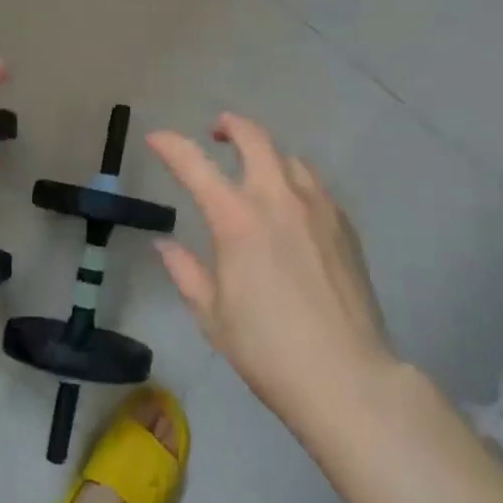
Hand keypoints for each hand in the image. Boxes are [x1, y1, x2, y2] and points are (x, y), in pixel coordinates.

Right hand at [147, 114, 392, 428]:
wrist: (346, 376)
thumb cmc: (267, 349)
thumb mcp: (212, 315)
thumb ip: (186, 271)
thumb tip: (164, 244)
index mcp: (236, 219)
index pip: (195, 165)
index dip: (170, 145)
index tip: (156, 138)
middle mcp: (278, 199)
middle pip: (255, 138)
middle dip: (231, 126)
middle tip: (217, 133)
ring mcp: (317, 208)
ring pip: (290, 159)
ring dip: (267, 156)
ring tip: (257, 174)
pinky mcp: (345, 225)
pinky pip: (315, 187)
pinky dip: (295, 183)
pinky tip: (292, 210)